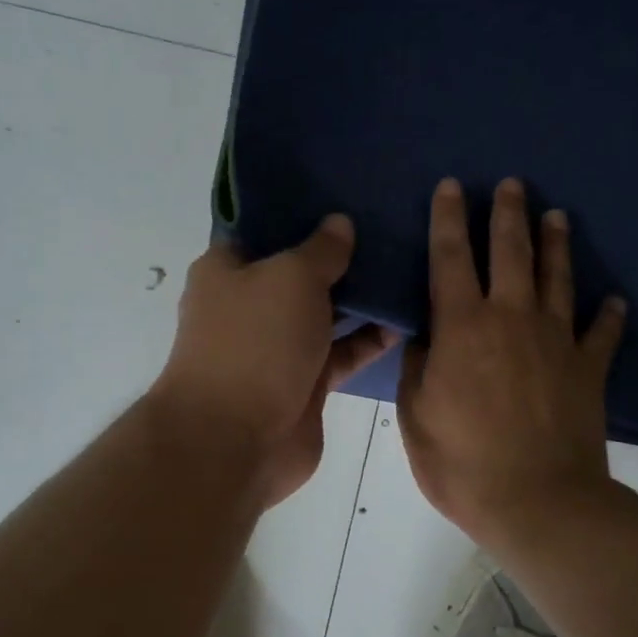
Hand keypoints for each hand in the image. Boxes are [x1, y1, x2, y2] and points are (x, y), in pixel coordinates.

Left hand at [153, 217, 395, 507]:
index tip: (345, 194)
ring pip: (325, 312)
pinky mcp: (304, 382)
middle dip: (341, 254)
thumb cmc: (254, 343)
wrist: (235, 442)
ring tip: (408, 267)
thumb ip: (321, 250)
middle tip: (390, 226)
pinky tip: (406, 319)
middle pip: (300, 270)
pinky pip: (342, 352)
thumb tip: (339, 224)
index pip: (265, 228)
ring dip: (362, 297)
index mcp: (228, 269)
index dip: (302, 211)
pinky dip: (369, 339)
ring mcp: (277, 346)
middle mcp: (250, 304)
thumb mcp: (290, 277)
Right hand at [398, 178, 625, 553]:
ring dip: (556, 244)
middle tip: (513, 184)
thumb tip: (424, 338)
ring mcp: (556, 340)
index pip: (450, 257)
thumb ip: (417, 368)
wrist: (539, 502)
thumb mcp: (415, 417)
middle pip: (510, 252)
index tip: (452, 185)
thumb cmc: (463, 463)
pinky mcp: (589, 369)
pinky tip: (616, 300)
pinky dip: (610, 315)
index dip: (448, 219)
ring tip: (558, 215)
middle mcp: (511, 318)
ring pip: (557, 278)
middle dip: (508, 214)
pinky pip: (602, 333)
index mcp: (462, 327)